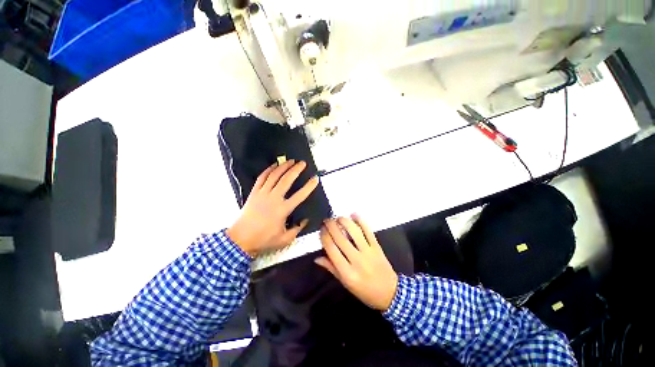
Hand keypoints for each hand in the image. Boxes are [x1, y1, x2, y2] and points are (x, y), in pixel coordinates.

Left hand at [227, 160, 318, 256]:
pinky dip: (268, 170)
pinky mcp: (254, 193)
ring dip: (283, 166)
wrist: (242, 238)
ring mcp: (262, 194)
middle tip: (303, 163)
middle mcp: (273, 198)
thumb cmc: (263, 240)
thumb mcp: (284, 239)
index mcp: (283, 210)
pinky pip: (262, 178)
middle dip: (296, 170)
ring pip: (274, 175)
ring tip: (290, 161)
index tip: (315, 178)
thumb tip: (304, 221)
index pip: (300, 195)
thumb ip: (296, 230)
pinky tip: (274, 166)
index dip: (309, 186)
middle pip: (287, 180)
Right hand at [315, 215, 398, 310]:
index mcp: (346, 271)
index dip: (324, 237)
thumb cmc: (365, 292)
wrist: (390, 292)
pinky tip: (354, 215)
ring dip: (344, 222)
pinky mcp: (378, 248)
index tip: (320, 230)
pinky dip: (361, 222)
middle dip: (331, 226)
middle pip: (340, 239)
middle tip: (326, 220)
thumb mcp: (346, 284)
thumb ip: (332, 269)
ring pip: (354, 232)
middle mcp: (356, 260)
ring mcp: (368, 252)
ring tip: (338, 217)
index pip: (331, 250)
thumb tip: (317, 258)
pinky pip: (368, 232)